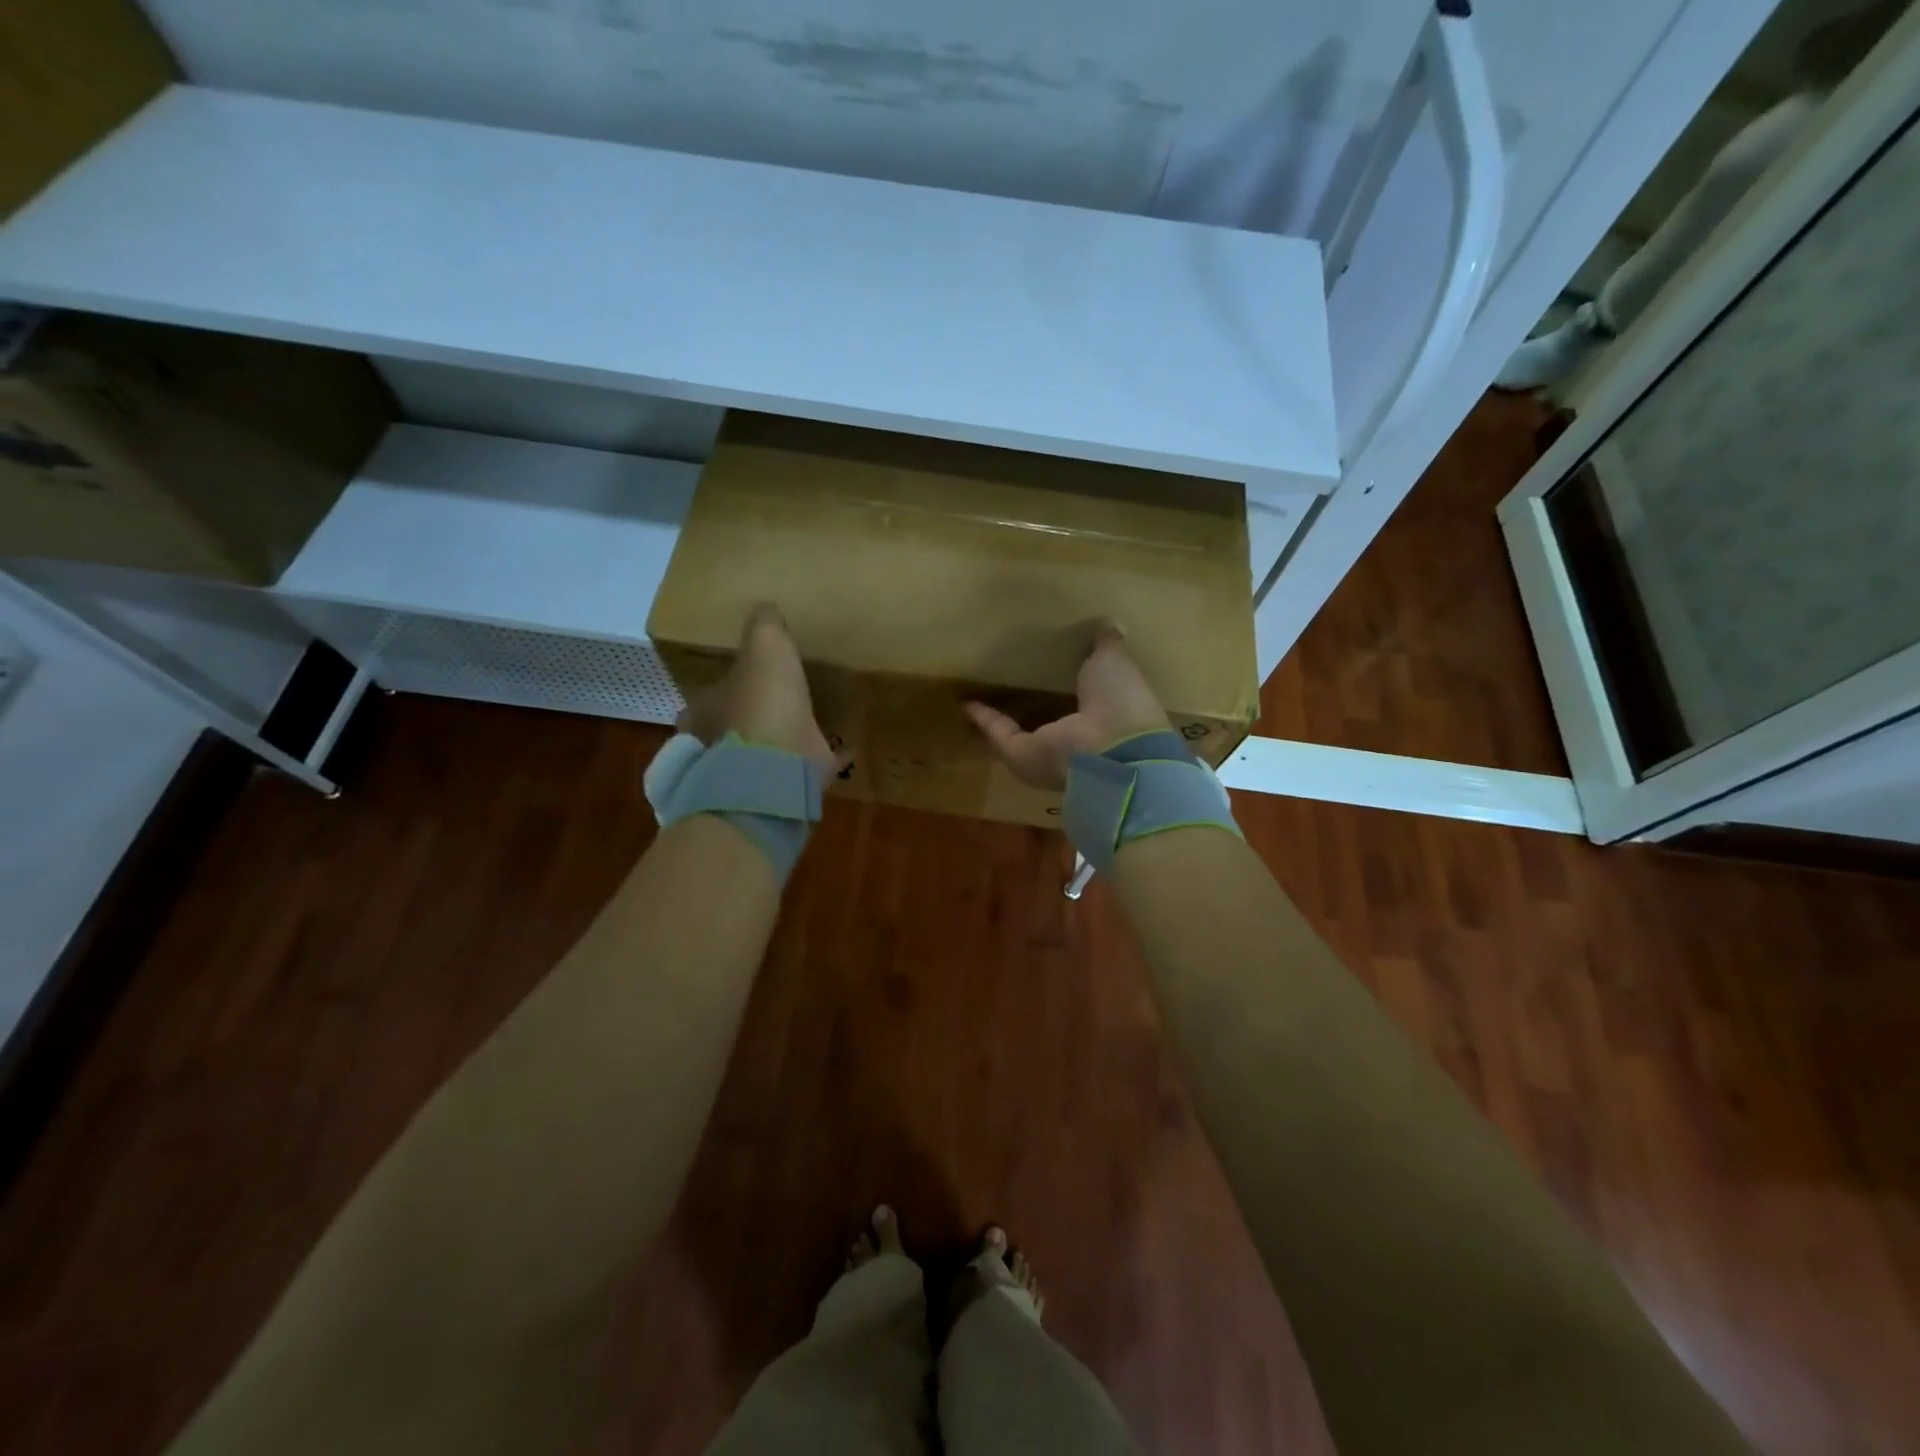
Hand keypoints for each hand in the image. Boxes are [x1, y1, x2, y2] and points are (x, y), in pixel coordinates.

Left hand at [679, 603, 836, 771]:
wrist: (778, 764)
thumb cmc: (762, 701)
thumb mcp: (764, 645)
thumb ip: (764, 626)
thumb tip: (765, 608)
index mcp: (706, 712)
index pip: (709, 697)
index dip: (725, 687)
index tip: (743, 679)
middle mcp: (722, 745)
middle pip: (736, 726)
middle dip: (753, 716)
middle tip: (778, 701)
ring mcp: (755, 770)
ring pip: (769, 749)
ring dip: (786, 738)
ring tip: (810, 722)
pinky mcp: (789, 782)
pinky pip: (809, 766)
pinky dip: (824, 758)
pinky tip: (845, 748)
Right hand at [965, 623, 1169, 790]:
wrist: (1112, 749)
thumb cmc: (1121, 702)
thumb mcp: (1115, 662)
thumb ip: (1108, 645)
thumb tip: (1112, 624)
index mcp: (1104, 718)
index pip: (1083, 701)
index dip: (1070, 686)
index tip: (1054, 668)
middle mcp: (1075, 740)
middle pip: (1049, 721)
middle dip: (1034, 705)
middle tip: (1015, 681)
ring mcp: (1046, 751)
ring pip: (1019, 731)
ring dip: (1001, 714)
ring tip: (984, 691)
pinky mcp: (1020, 755)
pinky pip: (1000, 733)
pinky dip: (984, 718)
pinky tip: (967, 701)